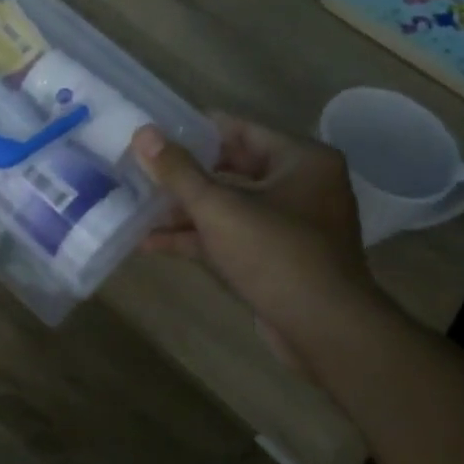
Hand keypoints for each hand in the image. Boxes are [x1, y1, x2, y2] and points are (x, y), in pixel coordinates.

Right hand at [134, 114, 386, 345]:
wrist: (326, 333)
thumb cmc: (276, 254)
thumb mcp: (219, 207)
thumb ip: (178, 171)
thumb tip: (143, 133)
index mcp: (302, 159)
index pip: (240, 129)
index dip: (194, 130)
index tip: (154, 132)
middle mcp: (303, 186)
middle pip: (232, 169)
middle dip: (184, 175)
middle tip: (141, 167)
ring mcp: (291, 226)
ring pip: (230, 206)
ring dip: (185, 209)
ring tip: (136, 205)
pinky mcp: (279, 260)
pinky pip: (233, 237)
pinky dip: (198, 238)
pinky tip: (151, 242)